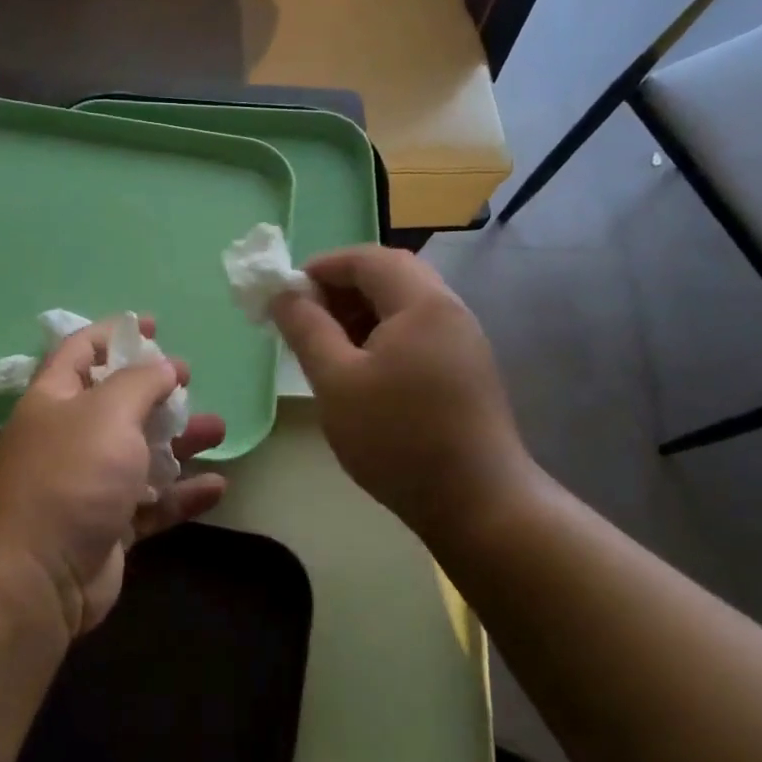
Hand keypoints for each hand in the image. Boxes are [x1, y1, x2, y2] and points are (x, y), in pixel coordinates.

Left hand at [0, 317, 227, 637]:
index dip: (114, 333)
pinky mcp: (109, 526)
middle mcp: (68, 438)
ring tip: (216, 430)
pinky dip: (180, 495)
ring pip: (140, 454)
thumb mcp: (108, 413)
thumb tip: (165, 366)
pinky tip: (216, 488)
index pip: (80, 351)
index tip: (153, 325)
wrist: (38, 577)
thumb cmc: (72, 477)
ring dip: (178, 442)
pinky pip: (151, 503)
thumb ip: (141, 382)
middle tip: (190, 383)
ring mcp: (88, 485)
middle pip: (117, 403)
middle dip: (155, 391)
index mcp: (54, 400)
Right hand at [270, 246, 541, 546]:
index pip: (367, 259)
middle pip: (390, 278)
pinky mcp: (466, 370)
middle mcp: (450, 311)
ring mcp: (464, 341)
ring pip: (404, 308)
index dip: (322, 267)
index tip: (286, 293)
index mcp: (421, 303)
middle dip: (341, 290)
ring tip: (325, 347)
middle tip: (303, 320)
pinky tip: (360, 373)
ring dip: (360, 315)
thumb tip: (284, 293)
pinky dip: (382, 338)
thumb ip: (307, 329)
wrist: (477, 502)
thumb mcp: (337, 381)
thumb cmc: (398, 437)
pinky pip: (417, 335)